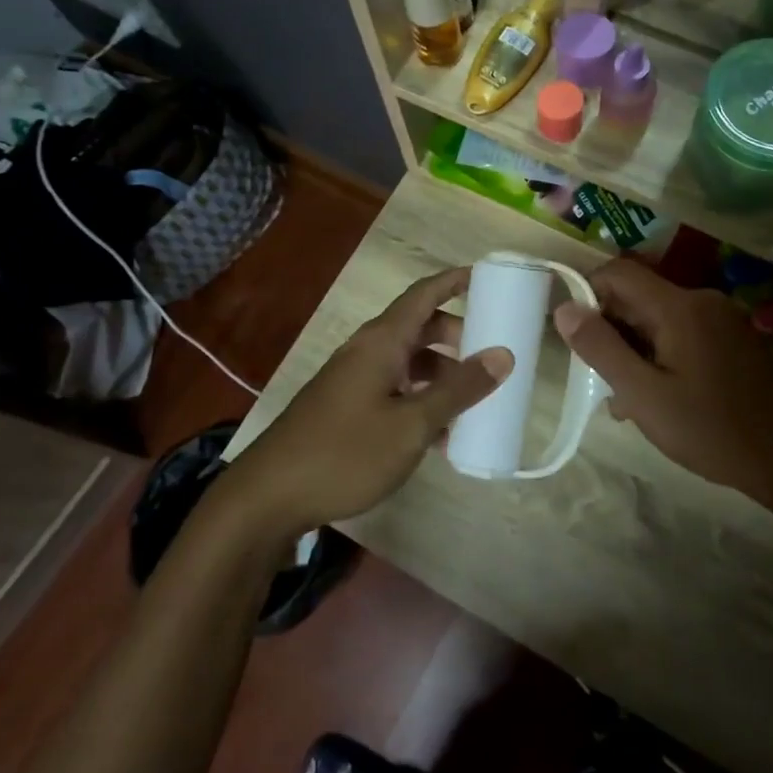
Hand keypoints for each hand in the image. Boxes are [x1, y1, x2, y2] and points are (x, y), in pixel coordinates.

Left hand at [225, 269, 511, 539]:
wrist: (270, 496)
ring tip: (473, 401)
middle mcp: (366, 351)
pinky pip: (393, 388)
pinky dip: (420, 398)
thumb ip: (459, 390)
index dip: (455, 281)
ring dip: (440, 375)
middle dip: (457, 336)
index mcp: (381, 341)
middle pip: (418, 328)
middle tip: (491, 354)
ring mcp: (353, 379)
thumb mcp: (412, 424)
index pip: (423, 294)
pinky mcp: (346, 407)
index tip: (488, 277)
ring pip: (407, 362)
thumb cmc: (346, 452)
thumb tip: (503, 355)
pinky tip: (439, 434)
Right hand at [552, 260, 772, 507]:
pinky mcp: (734, 338)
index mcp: (680, 306)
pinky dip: (661, 354)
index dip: (588, 293)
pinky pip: (684, 332)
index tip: (574, 334)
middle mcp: (703, 300)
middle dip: (612, 331)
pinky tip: (660, 396)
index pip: (619, 272)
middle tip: (601, 380)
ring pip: (659, 318)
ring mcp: (723, 319)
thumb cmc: (709, 429)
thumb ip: (600, 348)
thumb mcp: (643, 394)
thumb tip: (564, 308)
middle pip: (639, 297)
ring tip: (628, 401)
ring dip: (635, 350)